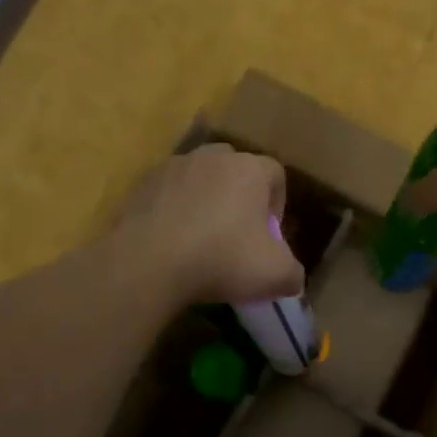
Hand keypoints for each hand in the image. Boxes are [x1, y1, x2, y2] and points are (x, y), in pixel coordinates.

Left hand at [113, 143, 304, 305]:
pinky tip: (172, 241)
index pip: (276, 174)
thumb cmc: (222, 259)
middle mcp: (213, 157)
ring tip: (200, 238)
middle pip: (236, 170)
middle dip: (240, 197)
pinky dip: (174, 210)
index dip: (278, 204)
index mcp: (250, 168)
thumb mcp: (275, 274)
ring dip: (205, 201)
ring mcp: (175, 166)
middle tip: (237, 233)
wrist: (149, 262)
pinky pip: (169, 192)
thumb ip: (293, 273)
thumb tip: (292, 279)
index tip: (269, 235)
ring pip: (200, 178)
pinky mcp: (143, 183)